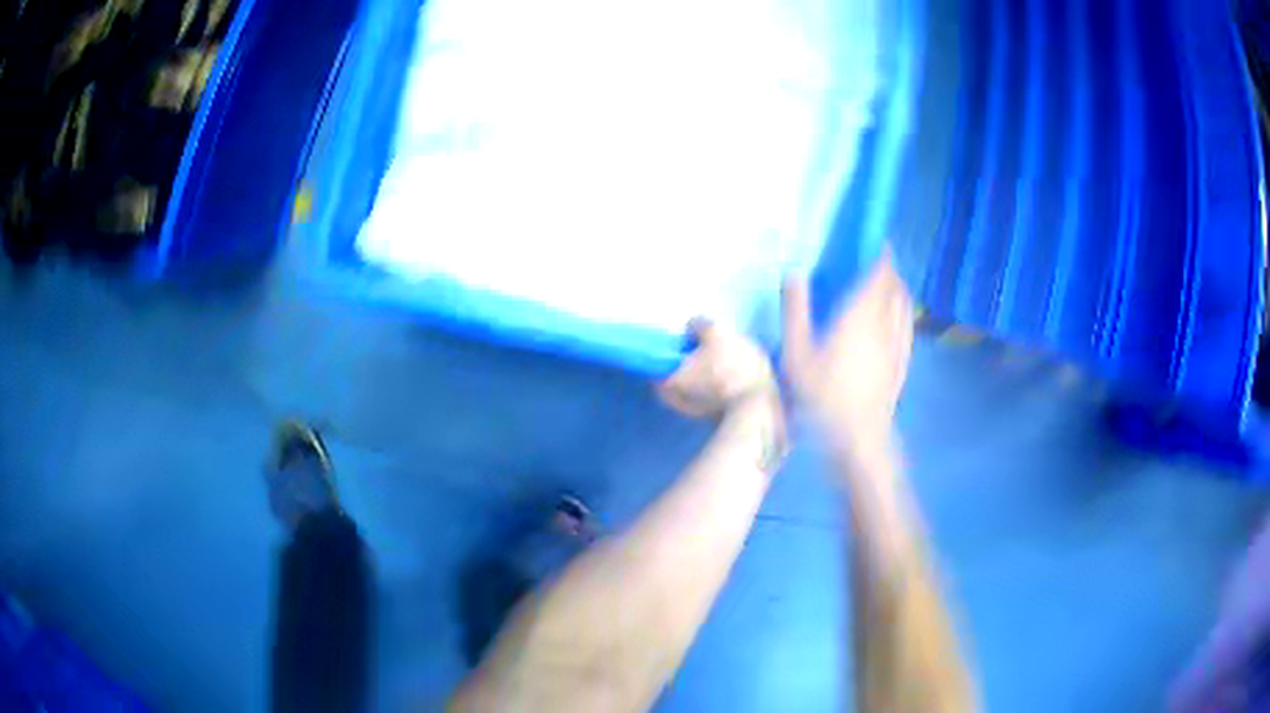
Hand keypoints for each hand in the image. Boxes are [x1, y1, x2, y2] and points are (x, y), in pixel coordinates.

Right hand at [658, 319, 778, 419]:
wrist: (753, 408)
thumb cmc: (712, 391)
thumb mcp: (675, 387)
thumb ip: (661, 380)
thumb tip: (657, 378)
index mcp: (715, 331)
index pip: (696, 322)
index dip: (686, 337)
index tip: (681, 353)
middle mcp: (738, 335)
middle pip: (718, 336)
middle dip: (708, 350)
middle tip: (698, 370)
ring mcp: (757, 352)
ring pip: (736, 351)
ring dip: (727, 363)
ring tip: (718, 384)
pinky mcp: (769, 372)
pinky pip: (750, 369)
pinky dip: (742, 377)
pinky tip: (734, 393)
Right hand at [782, 252, 913, 459]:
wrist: (859, 437)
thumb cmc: (823, 395)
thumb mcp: (796, 354)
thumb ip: (795, 311)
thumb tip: (795, 274)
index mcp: (860, 314)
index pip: (879, 273)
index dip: (881, 254)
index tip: (877, 241)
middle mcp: (885, 323)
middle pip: (894, 286)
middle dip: (888, 270)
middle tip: (874, 262)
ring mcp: (898, 344)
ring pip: (903, 306)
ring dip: (897, 290)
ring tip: (885, 286)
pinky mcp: (902, 363)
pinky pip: (906, 327)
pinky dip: (902, 313)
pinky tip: (894, 319)